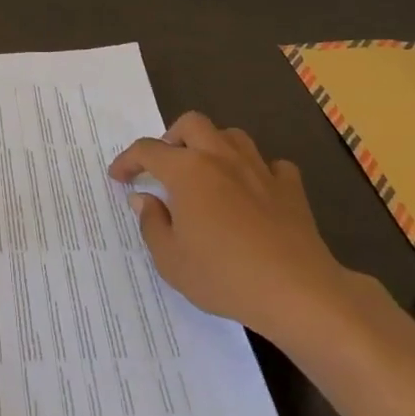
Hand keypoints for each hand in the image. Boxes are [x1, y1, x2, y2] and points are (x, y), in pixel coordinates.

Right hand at [109, 111, 353, 346]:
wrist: (296, 291)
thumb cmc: (223, 275)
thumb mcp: (170, 259)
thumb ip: (152, 222)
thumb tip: (144, 198)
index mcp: (187, 170)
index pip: (148, 150)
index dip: (128, 160)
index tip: (118, 177)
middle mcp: (221, 158)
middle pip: (192, 123)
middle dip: (172, 136)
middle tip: (165, 165)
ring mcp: (259, 169)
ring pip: (232, 135)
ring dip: (214, 146)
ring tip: (207, 172)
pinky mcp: (290, 188)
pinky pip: (271, 164)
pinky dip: (257, 171)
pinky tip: (254, 191)